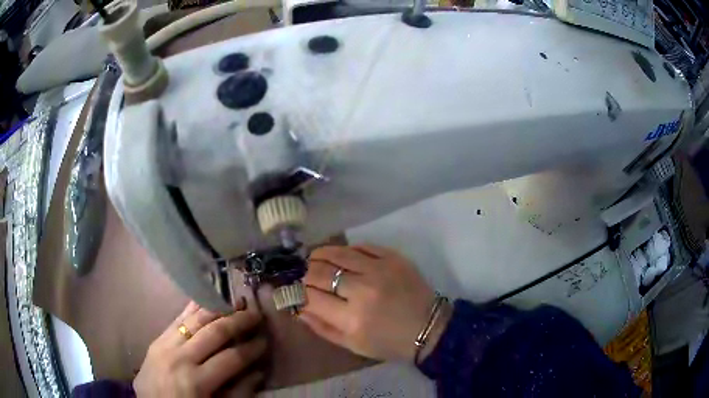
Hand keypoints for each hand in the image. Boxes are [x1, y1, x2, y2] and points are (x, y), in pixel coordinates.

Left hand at [134, 300, 265, 396]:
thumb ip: (238, 393)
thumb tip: (257, 371)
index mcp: (196, 381)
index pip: (231, 359)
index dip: (251, 349)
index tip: (265, 341)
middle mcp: (180, 358)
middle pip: (214, 332)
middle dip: (238, 322)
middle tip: (256, 314)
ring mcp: (165, 345)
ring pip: (194, 319)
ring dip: (217, 309)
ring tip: (235, 303)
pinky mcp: (157, 339)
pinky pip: (177, 318)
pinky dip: (193, 308)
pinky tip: (206, 299)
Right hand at [300, 245, 448, 361]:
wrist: (429, 327)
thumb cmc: (389, 342)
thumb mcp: (352, 345)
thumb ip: (322, 327)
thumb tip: (298, 308)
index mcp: (352, 319)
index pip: (310, 296)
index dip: (297, 292)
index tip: (294, 291)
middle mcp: (363, 290)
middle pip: (319, 272)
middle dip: (305, 273)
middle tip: (304, 276)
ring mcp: (379, 270)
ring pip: (336, 253)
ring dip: (319, 255)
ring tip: (314, 260)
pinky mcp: (392, 257)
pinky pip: (360, 246)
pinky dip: (345, 250)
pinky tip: (340, 256)